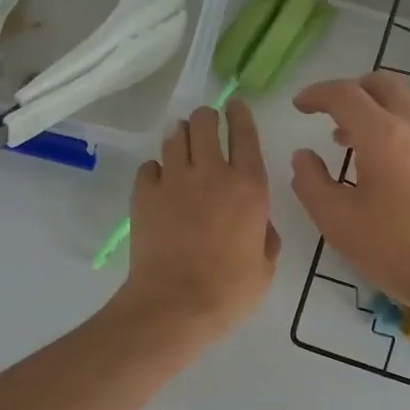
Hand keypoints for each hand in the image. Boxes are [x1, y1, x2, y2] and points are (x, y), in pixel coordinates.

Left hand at [118, 99, 280, 339]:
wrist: (175, 304)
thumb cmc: (229, 290)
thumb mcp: (265, 266)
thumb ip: (266, 236)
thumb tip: (259, 223)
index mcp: (249, 187)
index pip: (245, 135)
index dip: (240, 114)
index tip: (235, 104)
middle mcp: (212, 173)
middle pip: (205, 123)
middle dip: (206, 118)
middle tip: (206, 124)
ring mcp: (174, 180)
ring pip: (174, 136)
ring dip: (180, 135)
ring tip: (181, 142)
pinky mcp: (144, 194)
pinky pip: (149, 166)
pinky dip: (156, 169)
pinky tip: (159, 181)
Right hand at [290, 72, 409, 327]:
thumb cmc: (397, 250)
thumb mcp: (338, 222)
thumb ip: (311, 183)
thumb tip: (304, 156)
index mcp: (383, 135)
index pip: (345, 94)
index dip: (317, 94)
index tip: (299, 106)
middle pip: (383, 85)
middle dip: (351, 90)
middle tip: (328, 114)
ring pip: (404, 107)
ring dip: (373, 113)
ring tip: (350, 144)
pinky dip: (394, 132)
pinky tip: (384, 170)